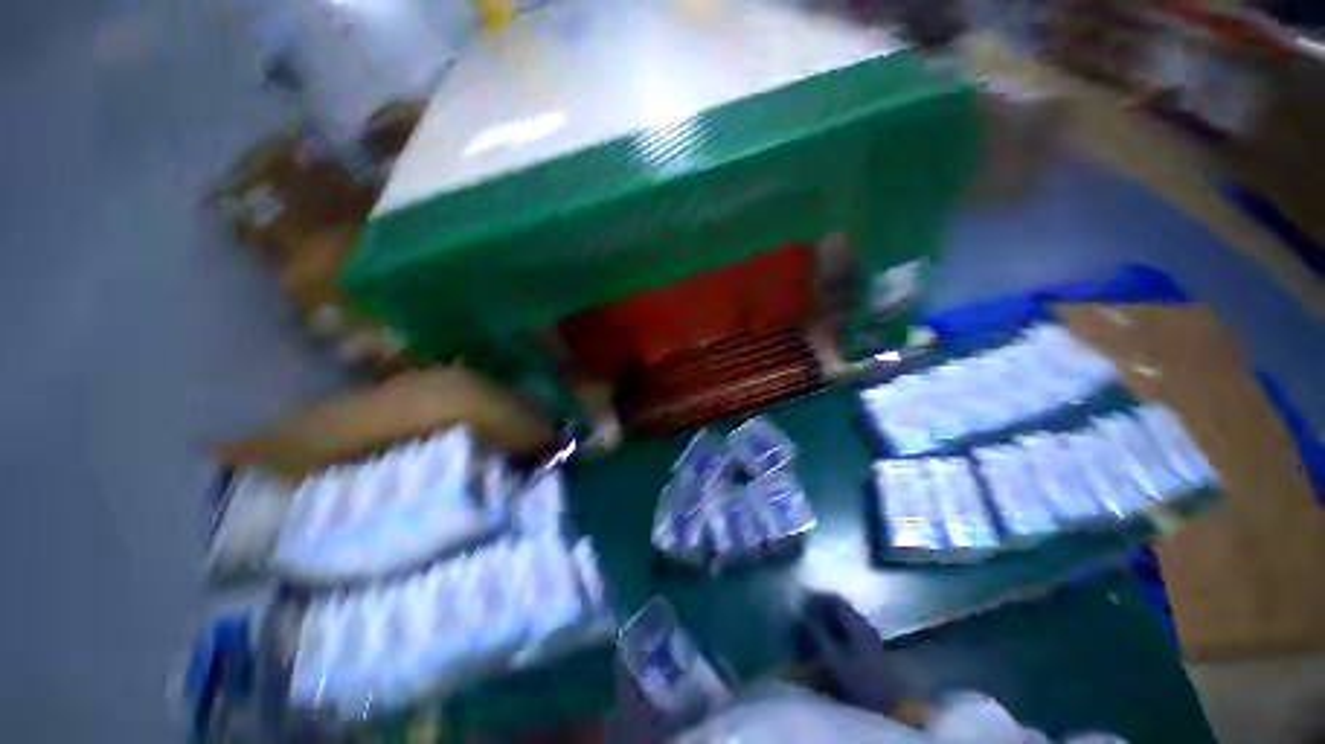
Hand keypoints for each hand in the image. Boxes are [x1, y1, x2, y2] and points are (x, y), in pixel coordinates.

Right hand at [798, 591, 918, 718]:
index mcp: (858, 624)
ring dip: (830, 614)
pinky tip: (829, 633)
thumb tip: (804, 612)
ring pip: (847, 614)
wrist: (882, 705)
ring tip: (814, 620)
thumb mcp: (832, 658)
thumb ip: (818, 632)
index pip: (837, 599)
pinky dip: (838, 624)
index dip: (819, 597)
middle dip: (823, 605)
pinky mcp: (872, 644)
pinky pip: (851, 624)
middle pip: (842, 605)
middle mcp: (867, 624)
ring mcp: (871, 634)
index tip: (804, 600)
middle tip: (806, 609)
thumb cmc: (855, 681)